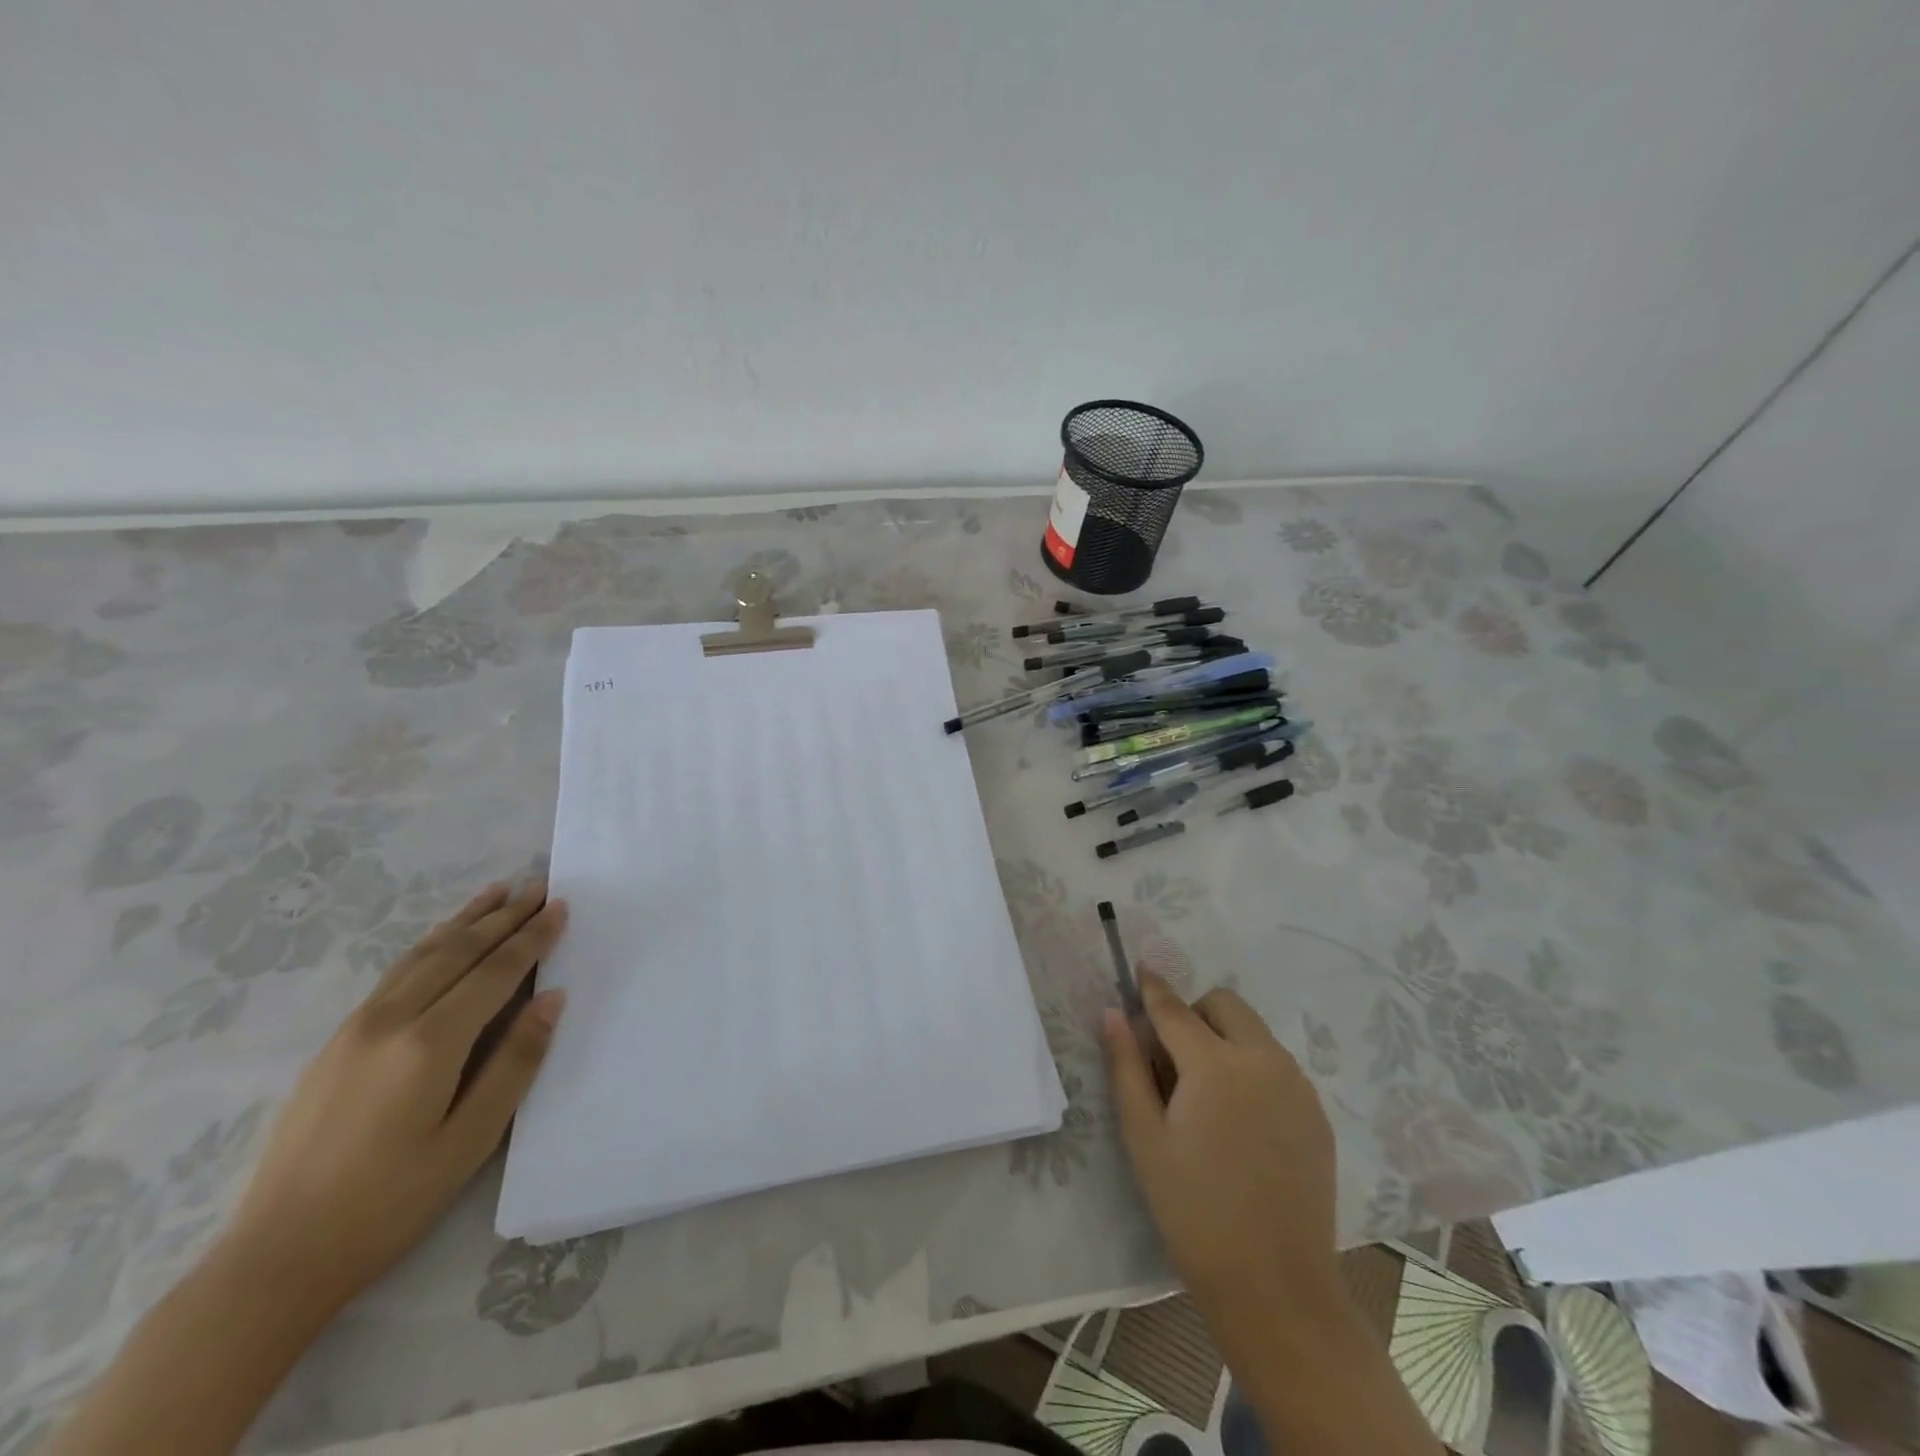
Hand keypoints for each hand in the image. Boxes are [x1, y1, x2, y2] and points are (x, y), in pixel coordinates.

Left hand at [219, 881, 568, 1317]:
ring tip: (498, 891)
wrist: (276, 1257)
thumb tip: (553, 998)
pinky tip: (443, 938)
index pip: (495, 972)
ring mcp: (356, 1028)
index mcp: (429, 1044)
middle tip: (539, 885)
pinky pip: (396, 973)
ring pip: (422, 955)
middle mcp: (391, 1020)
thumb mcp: (471, 1139)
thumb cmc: (390, 1201)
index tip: (561, 906)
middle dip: (504, 916)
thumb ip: (515, 1062)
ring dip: (465, 920)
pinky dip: (430, 943)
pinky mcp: (336, 1043)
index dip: (532, 937)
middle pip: (459, 952)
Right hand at [1103, 972, 1337, 1318]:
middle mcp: (1262, 1060)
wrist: (1276, 1289)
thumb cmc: (1193, 1210)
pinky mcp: (1316, 1113)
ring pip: (1254, 1031)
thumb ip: (1126, 1066)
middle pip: (1224, 1004)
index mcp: (1215, 1064)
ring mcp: (1296, 1086)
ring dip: (1224, 1038)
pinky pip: (1276, 1064)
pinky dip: (1251, 1067)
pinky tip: (1239, 1121)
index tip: (1139, 969)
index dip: (1152, 987)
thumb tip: (1113, 1013)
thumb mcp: (1144, 1137)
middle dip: (1194, 1013)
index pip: (1174, 1008)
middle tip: (1171, 1058)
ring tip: (1205, 1094)